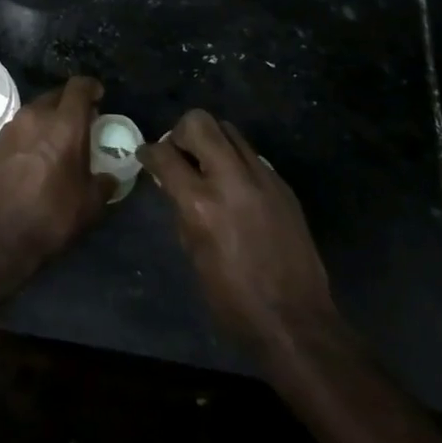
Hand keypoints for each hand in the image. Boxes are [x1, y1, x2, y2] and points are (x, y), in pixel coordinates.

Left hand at [0, 75, 112, 282]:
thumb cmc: (51, 217)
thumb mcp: (90, 204)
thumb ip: (104, 183)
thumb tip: (109, 177)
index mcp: (64, 124)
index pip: (79, 86)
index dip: (91, 88)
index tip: (99, 98)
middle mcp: (34, 117)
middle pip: (55, 95)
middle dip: (70, 104)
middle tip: (81, 124)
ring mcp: (10, 128)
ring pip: (34, 111)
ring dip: (48, 120)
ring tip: (57, 142)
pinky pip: (18, 130)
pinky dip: (30, 136)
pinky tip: (33, 158)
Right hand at [138, 110, 339, 360]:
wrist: (295, 319)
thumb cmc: (232, 298)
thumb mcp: (192, 252)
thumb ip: (181, 208)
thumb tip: (173, 183)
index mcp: (201, 203)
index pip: (165, 155)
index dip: (149, 152)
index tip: (146, 156)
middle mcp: (231, 180)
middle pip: (199, 122)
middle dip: (181, 133)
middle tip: (178, 154)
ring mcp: (262, 178)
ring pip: (229, 130)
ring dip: (211, 141)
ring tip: (207, 166)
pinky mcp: (282, 184)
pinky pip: (251, 155)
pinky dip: (235, 161)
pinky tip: (234, 188)